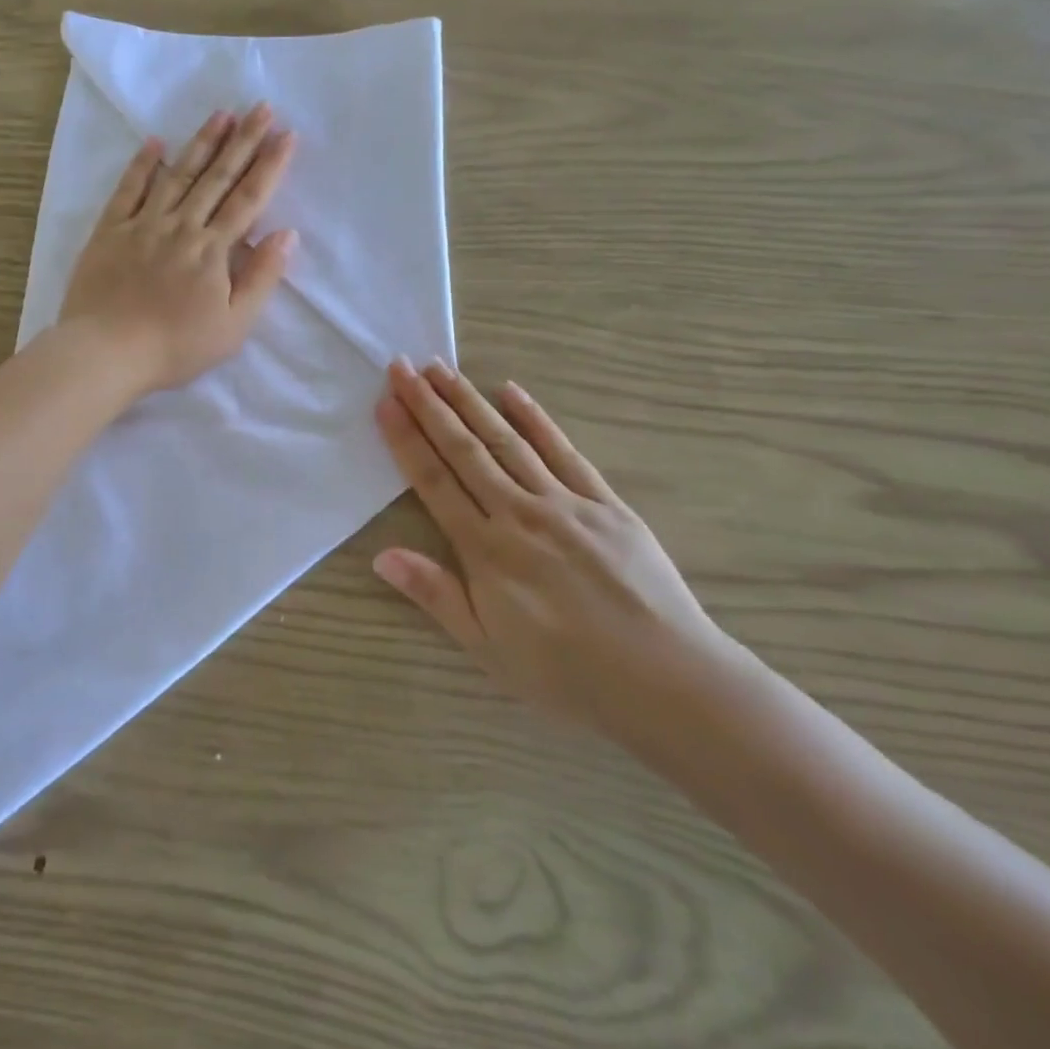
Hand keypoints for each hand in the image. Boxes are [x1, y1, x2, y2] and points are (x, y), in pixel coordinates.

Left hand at [60, 103, 297, 394]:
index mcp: (213, 250)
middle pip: (218, 177)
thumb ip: (261, 278)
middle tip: (261, 107)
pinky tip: (154, 143)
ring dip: (201, 143)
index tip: (286, 135)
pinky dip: (141, 165)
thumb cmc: (175, 347)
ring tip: (221, 114)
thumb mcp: (233, 326)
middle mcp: (181, 226)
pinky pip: (128, 190)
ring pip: (178, 175)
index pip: (249, 199)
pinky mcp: (110, 231)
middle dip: (243, 141)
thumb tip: (286, 234)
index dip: (270, 166)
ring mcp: (143, 224)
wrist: (107, 352)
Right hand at [373, 358, 737, 744]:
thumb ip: (436, 595)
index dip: (406, 440)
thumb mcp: (488, 648)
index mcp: (486, 550)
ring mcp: (565, 503)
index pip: (434, 481)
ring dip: (470, 401)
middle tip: (402, 366)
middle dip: (429, 405)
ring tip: (441, 368)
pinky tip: (512, 391)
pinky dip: (536, 419)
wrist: (668, 682)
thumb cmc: (567, 674)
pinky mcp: (606, 503)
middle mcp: (519, 513)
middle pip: (464, 449)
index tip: (385, 402)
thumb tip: (381, 555)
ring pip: (507, 440)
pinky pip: (563, 451)